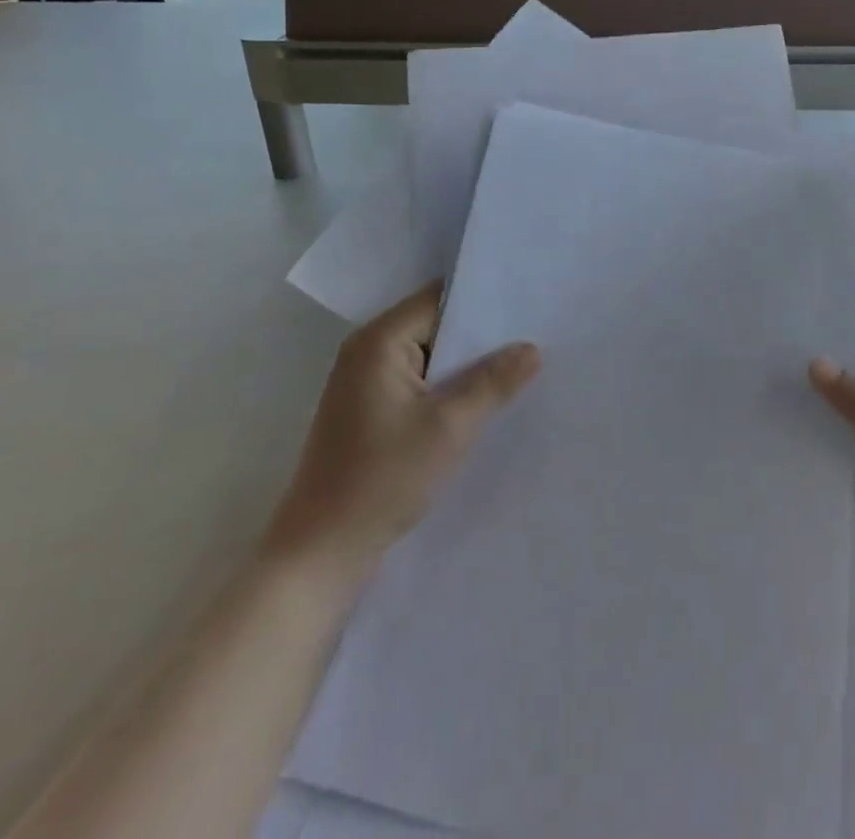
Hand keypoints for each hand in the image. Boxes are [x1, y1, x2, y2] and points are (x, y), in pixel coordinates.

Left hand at [264, 283, 539, 587]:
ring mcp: (365, 382)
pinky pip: (419, 382)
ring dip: (466, 364)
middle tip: (533, 335)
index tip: (528, 305)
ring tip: (517, 365)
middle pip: (435, 324)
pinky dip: (448, 387)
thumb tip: (532, 348)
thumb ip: (493, 381)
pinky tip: (482, 399)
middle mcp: (367, 352)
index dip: (484, 301)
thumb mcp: (449, 426)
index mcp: (378, 341)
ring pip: (430, 356)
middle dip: (480, 335)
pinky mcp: (370, 411)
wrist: (321, 554)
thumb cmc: (382, 479)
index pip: (440, 299)